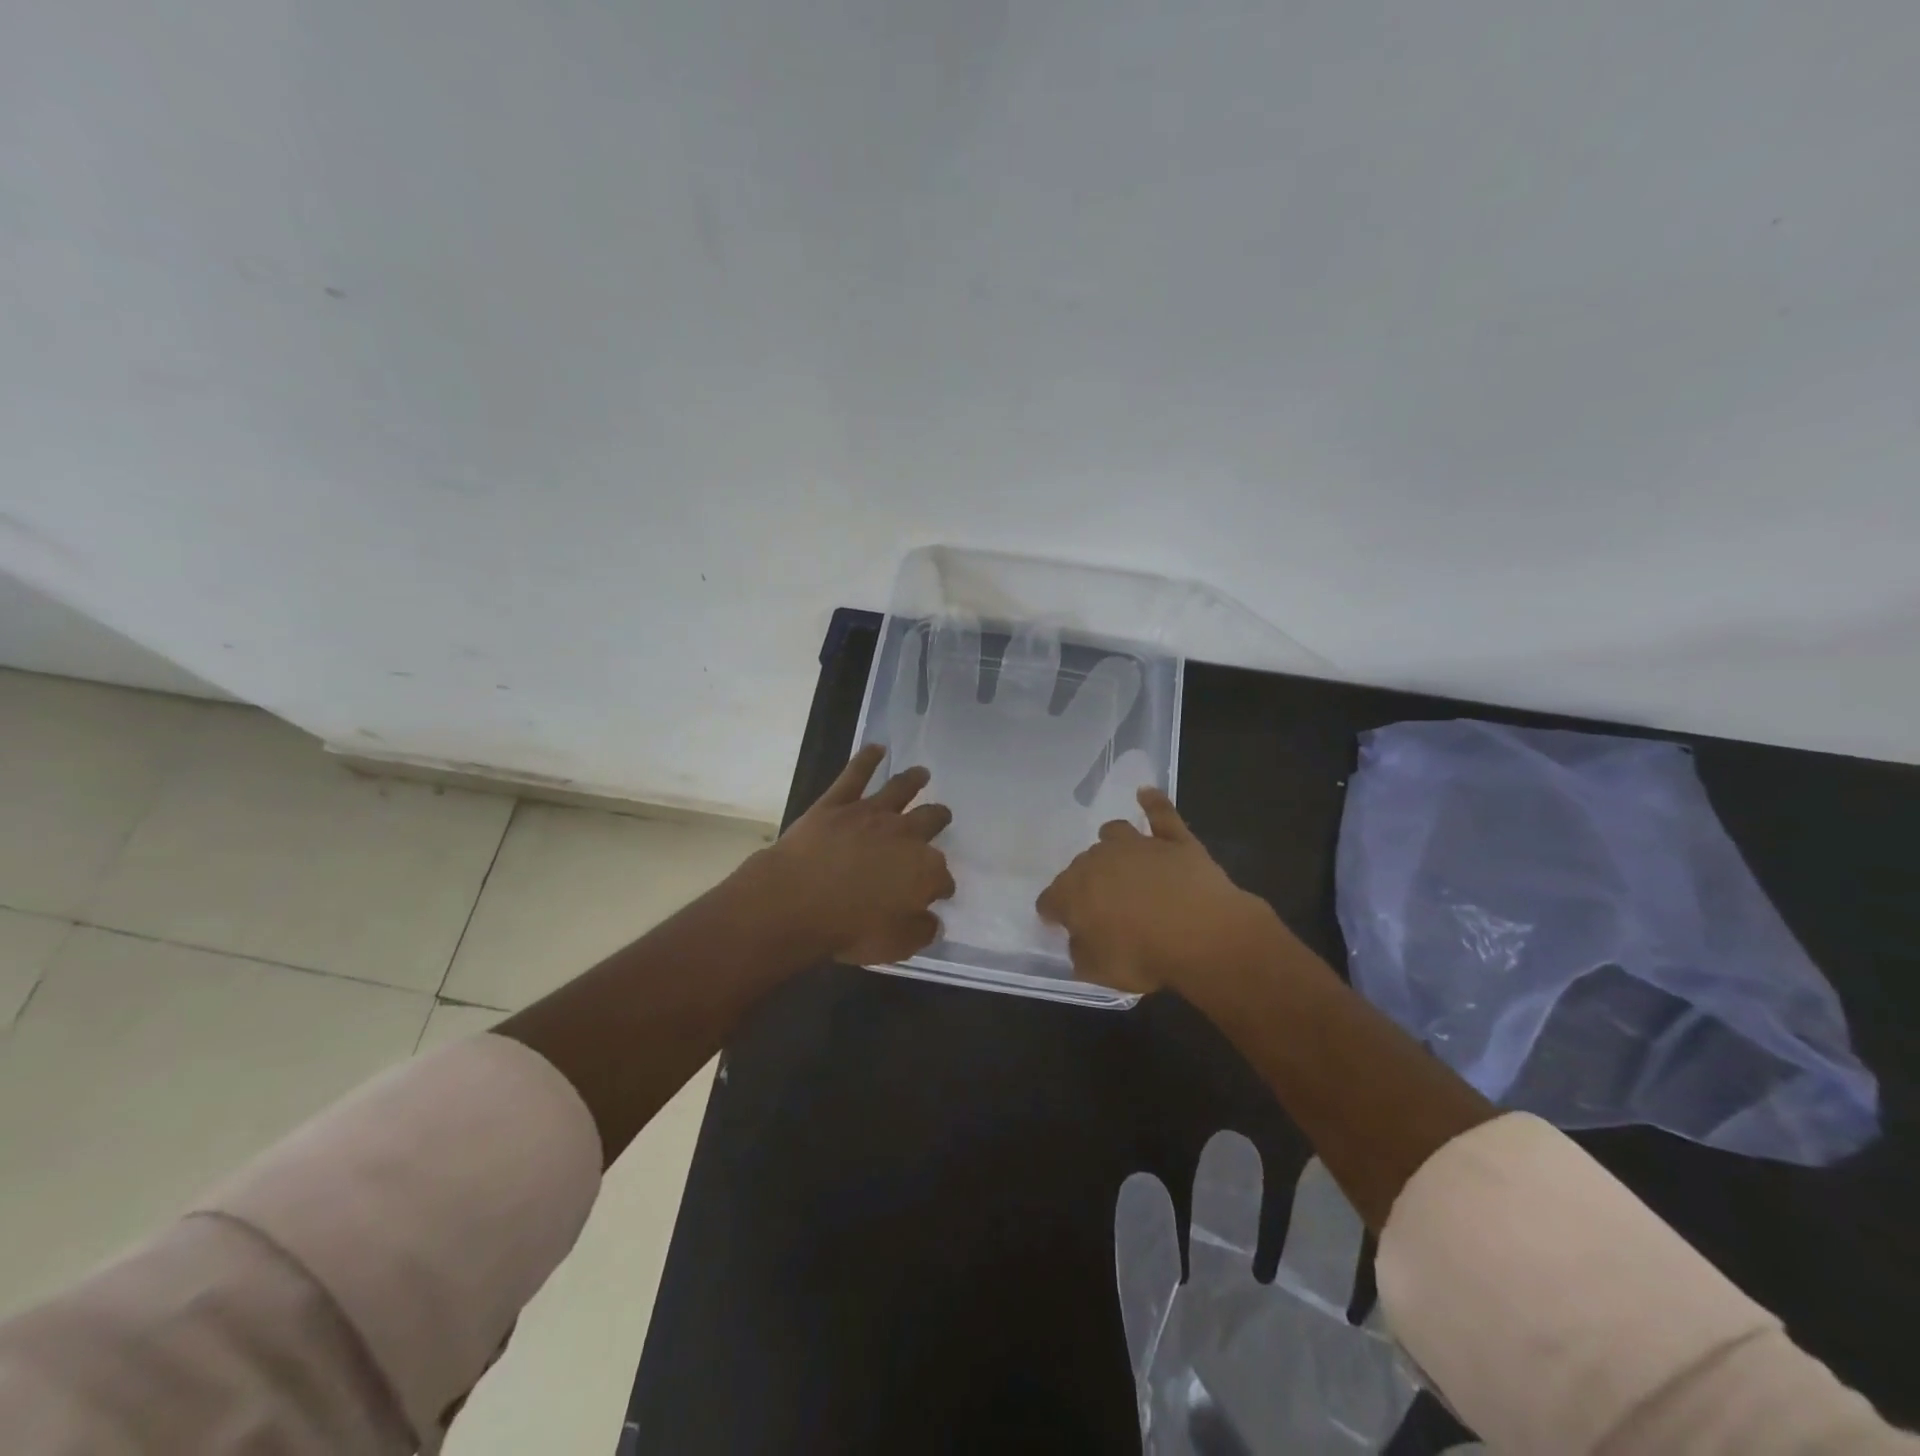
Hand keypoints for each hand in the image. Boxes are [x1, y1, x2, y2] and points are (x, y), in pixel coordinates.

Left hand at [755, 744, 955, 965]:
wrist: (796, 902)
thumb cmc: (849, 929)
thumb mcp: (896, 945)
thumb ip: (920, 930)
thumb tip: (932, 920)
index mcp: (924, 870)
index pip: (942, 876)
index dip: (941, 885)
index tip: (938, 892)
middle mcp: (905, 834)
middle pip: (930, 820)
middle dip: (938, 819)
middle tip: (941, 816)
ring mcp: (871, 813)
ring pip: (900, 789)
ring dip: (914, 780)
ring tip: (922, 773)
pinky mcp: (837, 803)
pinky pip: (855, 774)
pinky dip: (867, 759)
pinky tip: (875, 748)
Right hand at [1036, 788, 1284, 996]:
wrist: (1202, 933)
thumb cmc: (1144, 956)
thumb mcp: (1100, 972)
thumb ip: (1081, 953)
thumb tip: (1079, 940)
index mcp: (1073, 893)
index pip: (1050, 899)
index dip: (1054, 912)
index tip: (1061, 923)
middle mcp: (1098, 860)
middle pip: (1081, 866)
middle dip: (1086, 882)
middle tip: (1102, 906)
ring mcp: (1137, 845)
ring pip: (1114, 833)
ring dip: (1112, 845)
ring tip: (1120, 860)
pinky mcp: (1174, 839)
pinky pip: (1160, 812)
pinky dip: (1152, 803)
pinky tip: (1146, 793)